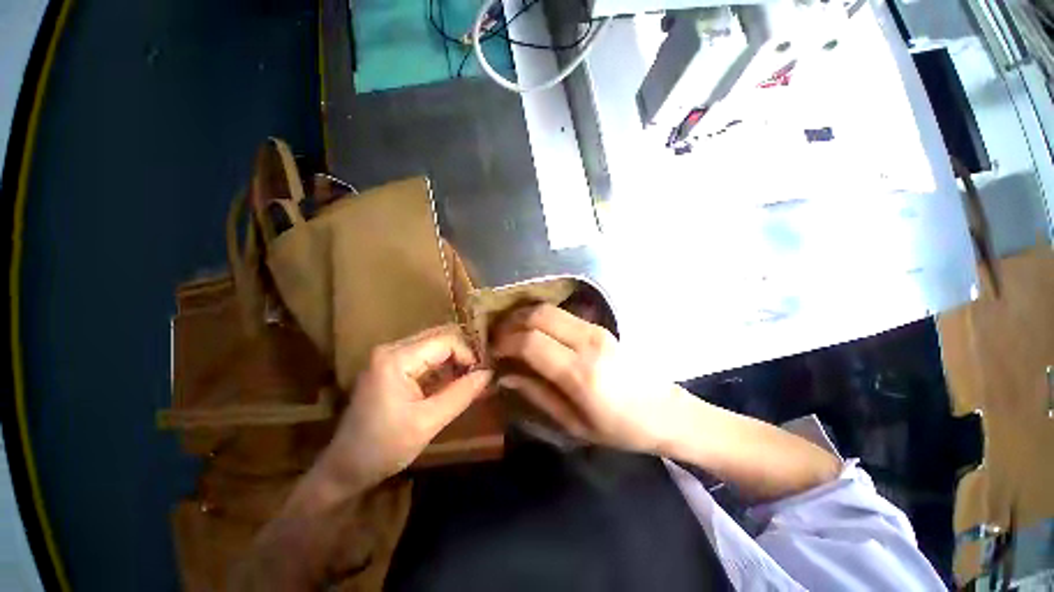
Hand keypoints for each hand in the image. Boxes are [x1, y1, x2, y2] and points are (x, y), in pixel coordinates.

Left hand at [313, 325, 492, 496]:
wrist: (344, 467)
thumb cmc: (384, 448)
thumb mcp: (428, 423)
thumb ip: (461, 394)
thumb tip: (488, 373)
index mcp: (396, 359)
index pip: (445, 340)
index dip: (468, 354)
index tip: (480, 376)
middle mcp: (391, 348)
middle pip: (440, 337)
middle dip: (462, 354)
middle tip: (476, 376)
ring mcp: (389, 355)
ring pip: (434, 344)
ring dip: (453, 359)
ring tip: (465, 381)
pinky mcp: (390, 364)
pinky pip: (424, 354)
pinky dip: (441, 365)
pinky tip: (448, 383)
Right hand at [493, 303, 680, 453]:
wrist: (666, 411)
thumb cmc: (621, 428)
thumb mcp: (574, 424)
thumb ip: (536, 394)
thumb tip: (505, 375)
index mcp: (580, 373)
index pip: (530, 341)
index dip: (505, 342)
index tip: (492, 352)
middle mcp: (587, 342)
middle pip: (538, 315)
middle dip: (511, 322)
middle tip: (497, 338)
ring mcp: (596, 330)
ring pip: (549, 309)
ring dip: (525, 316)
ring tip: (511, 333)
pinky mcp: (601, 326)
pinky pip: (562, 313)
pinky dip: (541, 317)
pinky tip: (534, 331)